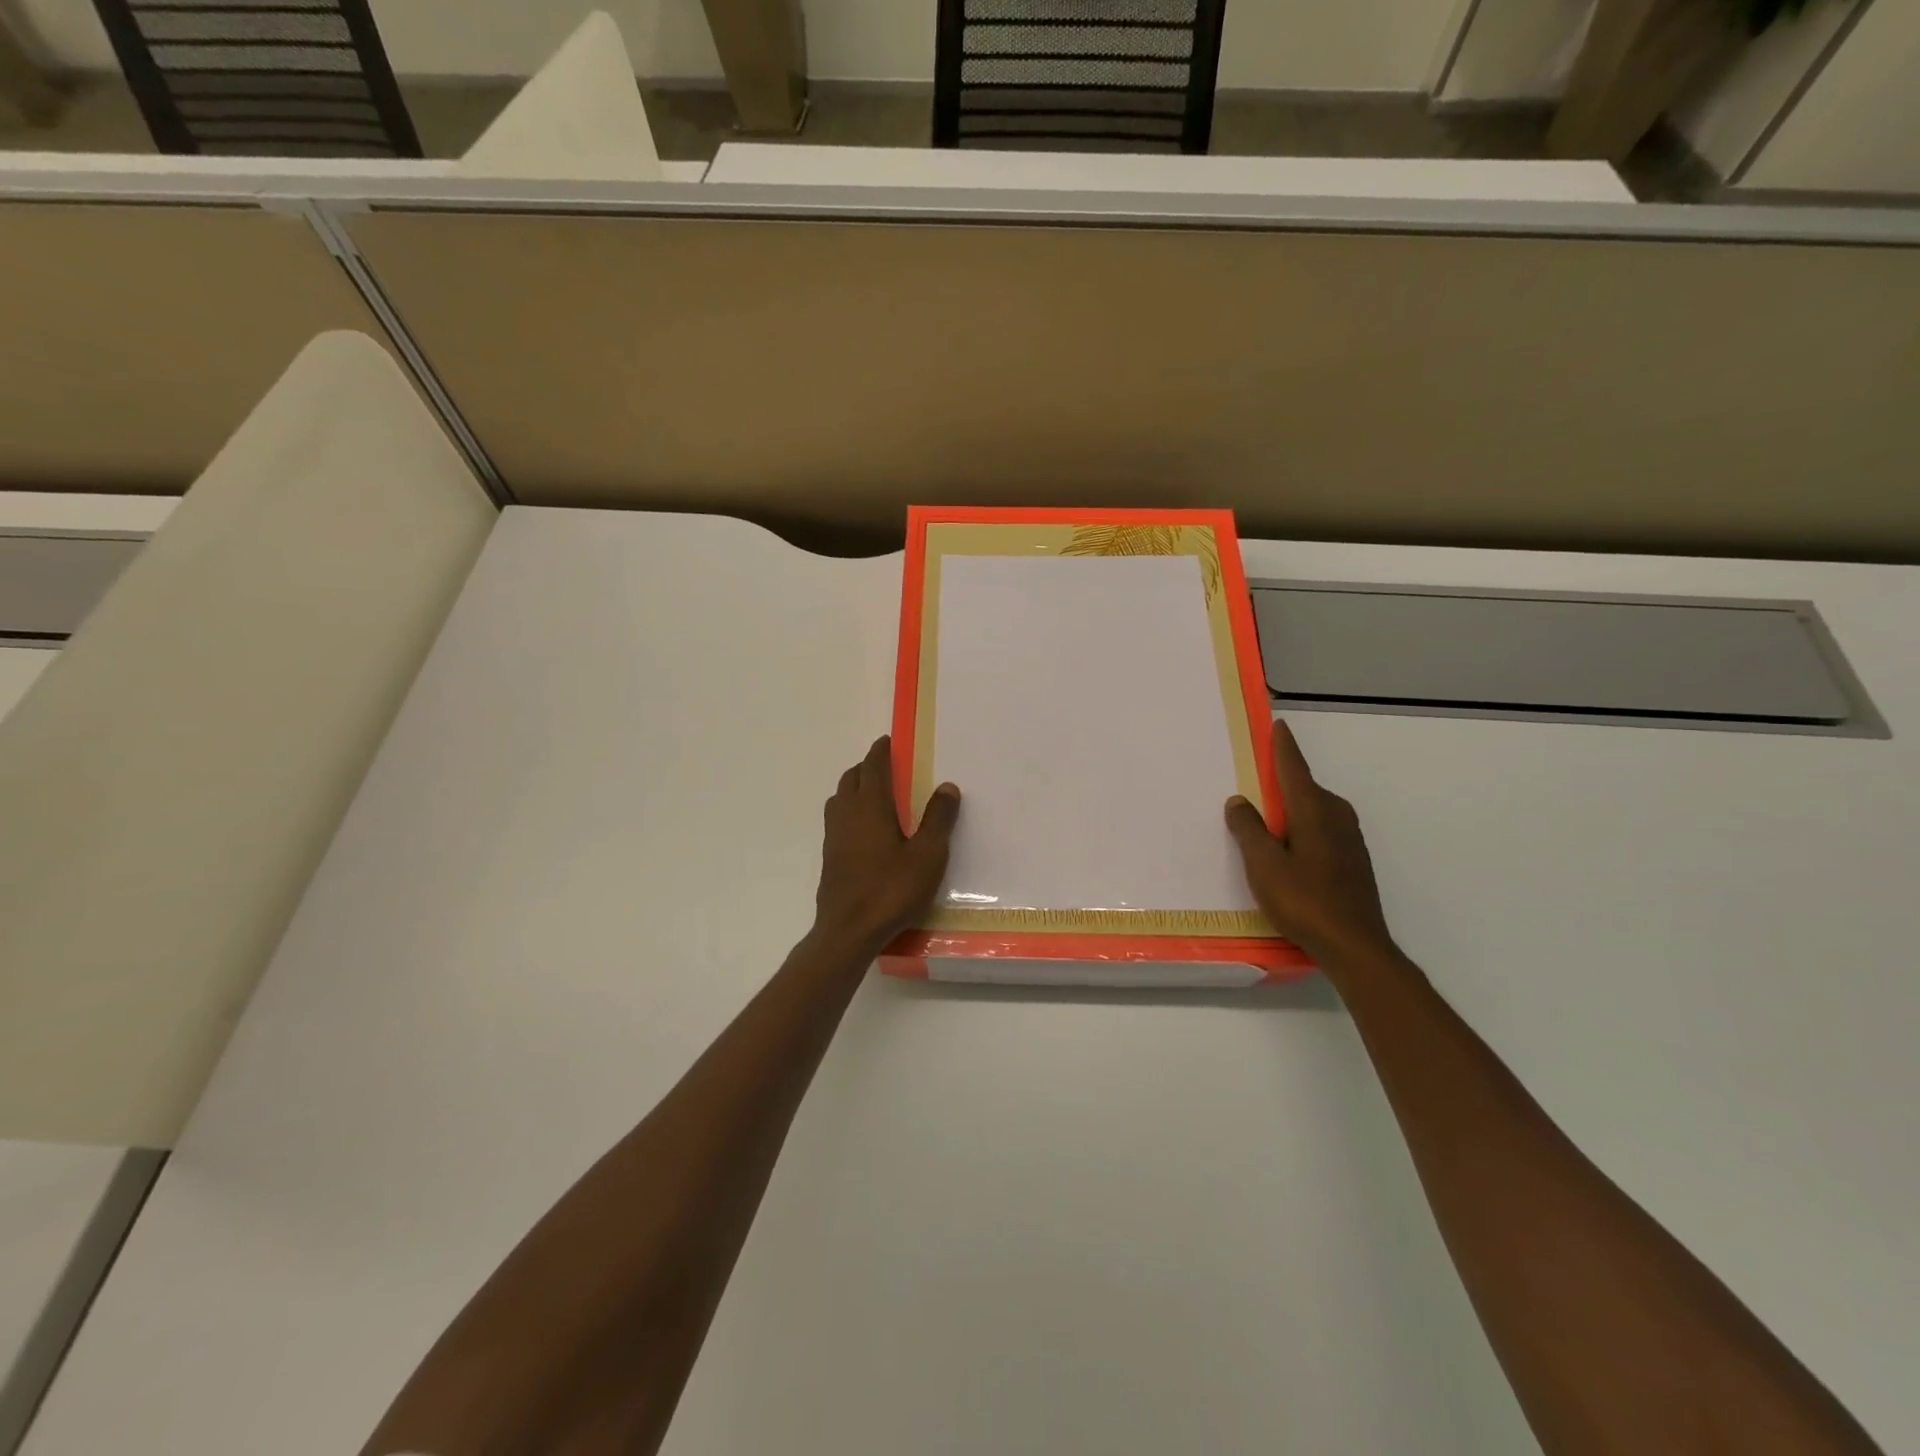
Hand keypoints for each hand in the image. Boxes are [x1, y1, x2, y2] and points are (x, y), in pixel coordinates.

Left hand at [814, 736, 960, 952]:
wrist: (849, 930)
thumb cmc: (891, 889)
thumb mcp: (927, 855)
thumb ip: (938, 819)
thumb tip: (947, 786)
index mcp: (871, 806)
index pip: (873, 767)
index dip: (880, 752)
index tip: (886, 741)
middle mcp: (847, 814)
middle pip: (852, 778)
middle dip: (866, 767)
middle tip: (884, 766)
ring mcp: (834, 836)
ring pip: (840, 798)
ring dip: (855, 787)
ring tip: (874, 793)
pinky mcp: (830, 856)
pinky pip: (837, 819)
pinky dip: (849, 810)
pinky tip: (864, 829)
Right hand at [1225, 721, 1396, 968]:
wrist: (1355, 946)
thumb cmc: (1304, 901)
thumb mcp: (1263, 865)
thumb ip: (1249, 829)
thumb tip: (1240, 801)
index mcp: (1313, 811)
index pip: (1294, 768)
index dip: (1283, 747)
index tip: (1278, 726)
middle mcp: (1336, 816)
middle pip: (1305, 788)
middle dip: (1283, 779)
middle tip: (1256, 775)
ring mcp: (1349, 839)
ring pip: (1315, 810)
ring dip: (1292, 807)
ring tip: (1266, 814)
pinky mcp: (1353, 861)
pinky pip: (1322, 829)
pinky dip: (1302, 826)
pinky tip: (1288, 847)